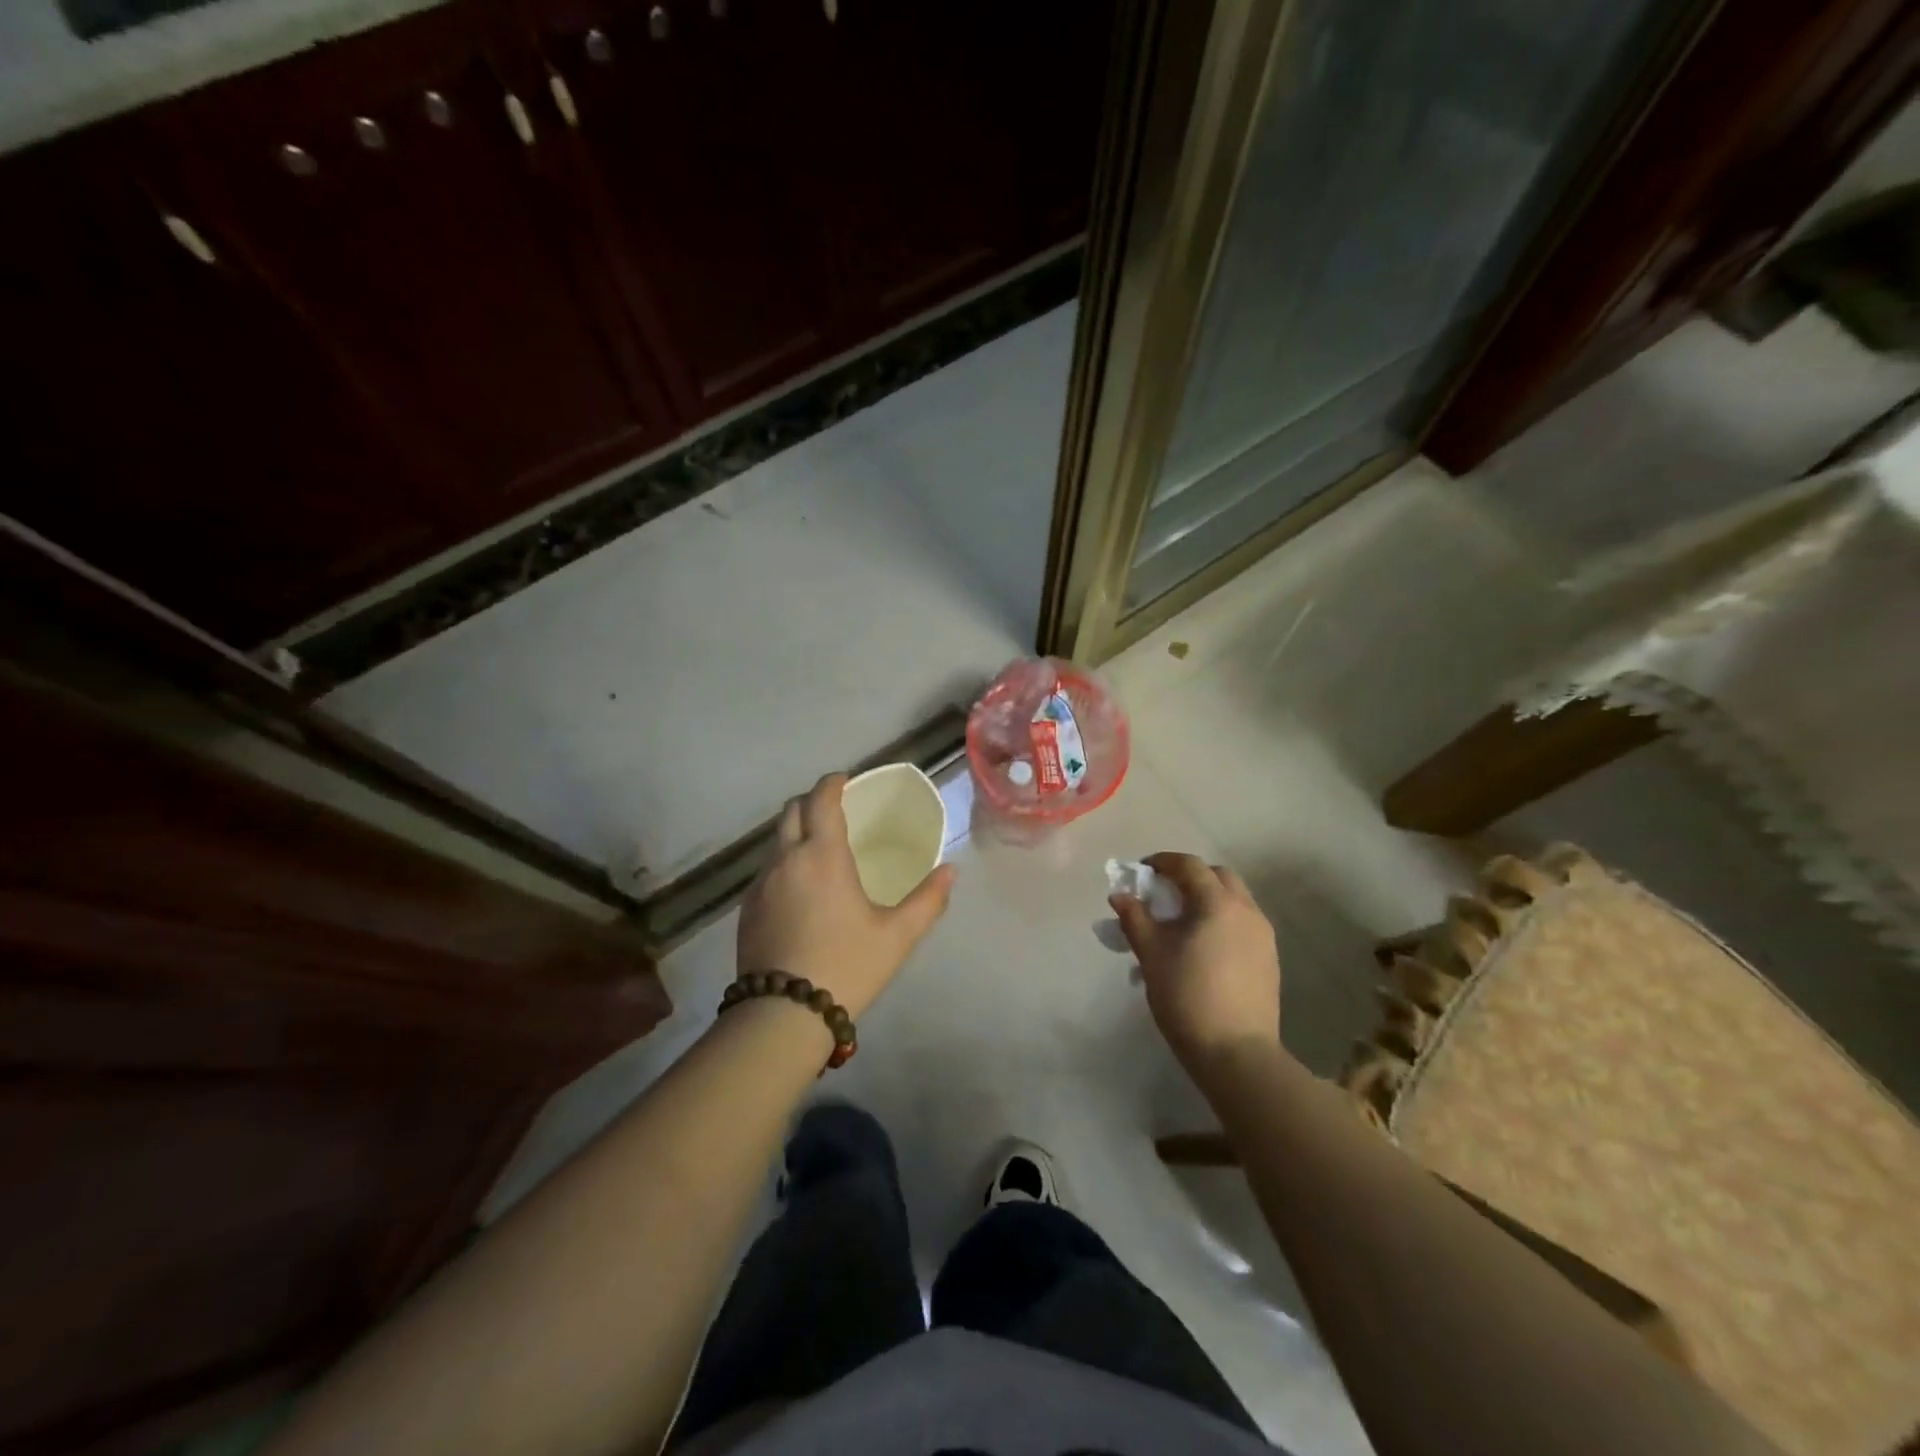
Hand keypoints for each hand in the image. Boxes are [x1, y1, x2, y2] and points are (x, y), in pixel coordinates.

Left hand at [737, 773, 956, 1018]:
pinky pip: (765, 871)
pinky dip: (783, 863)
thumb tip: (950, 871)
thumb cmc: (847, 965)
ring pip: (775, 842)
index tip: (845, 780)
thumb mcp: (897, 935)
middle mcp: (786, 860)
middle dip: (811, 802)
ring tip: (818, 850)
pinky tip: (799, 889)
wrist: (783, 1014)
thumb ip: (927, 900)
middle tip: (834, 810)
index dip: (832, 783)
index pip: (821, 800)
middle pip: (791, 812)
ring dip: (795, 833)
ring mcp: (760, 885)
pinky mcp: (746, 910)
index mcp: (823, 855)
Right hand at [1110, 852, 1280, 1077]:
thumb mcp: (1151, 955)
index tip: (1141, 872)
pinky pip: (1243, 923)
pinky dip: (1221, 920)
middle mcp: (1247, 910)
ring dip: (1207, 898)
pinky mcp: (1269, 958)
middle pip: (1218, 876)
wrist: (1236, 1053)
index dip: (1163, 862)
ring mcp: (1263, 935)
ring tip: (1181, 922)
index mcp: (1218, 903)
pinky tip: (1203, 946)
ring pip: (1234, 899)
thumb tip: (1120, 895)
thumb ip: (1135, 918)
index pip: (1189, 865)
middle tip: (1163, 894)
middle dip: (1189, 876)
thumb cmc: (1187, 997)